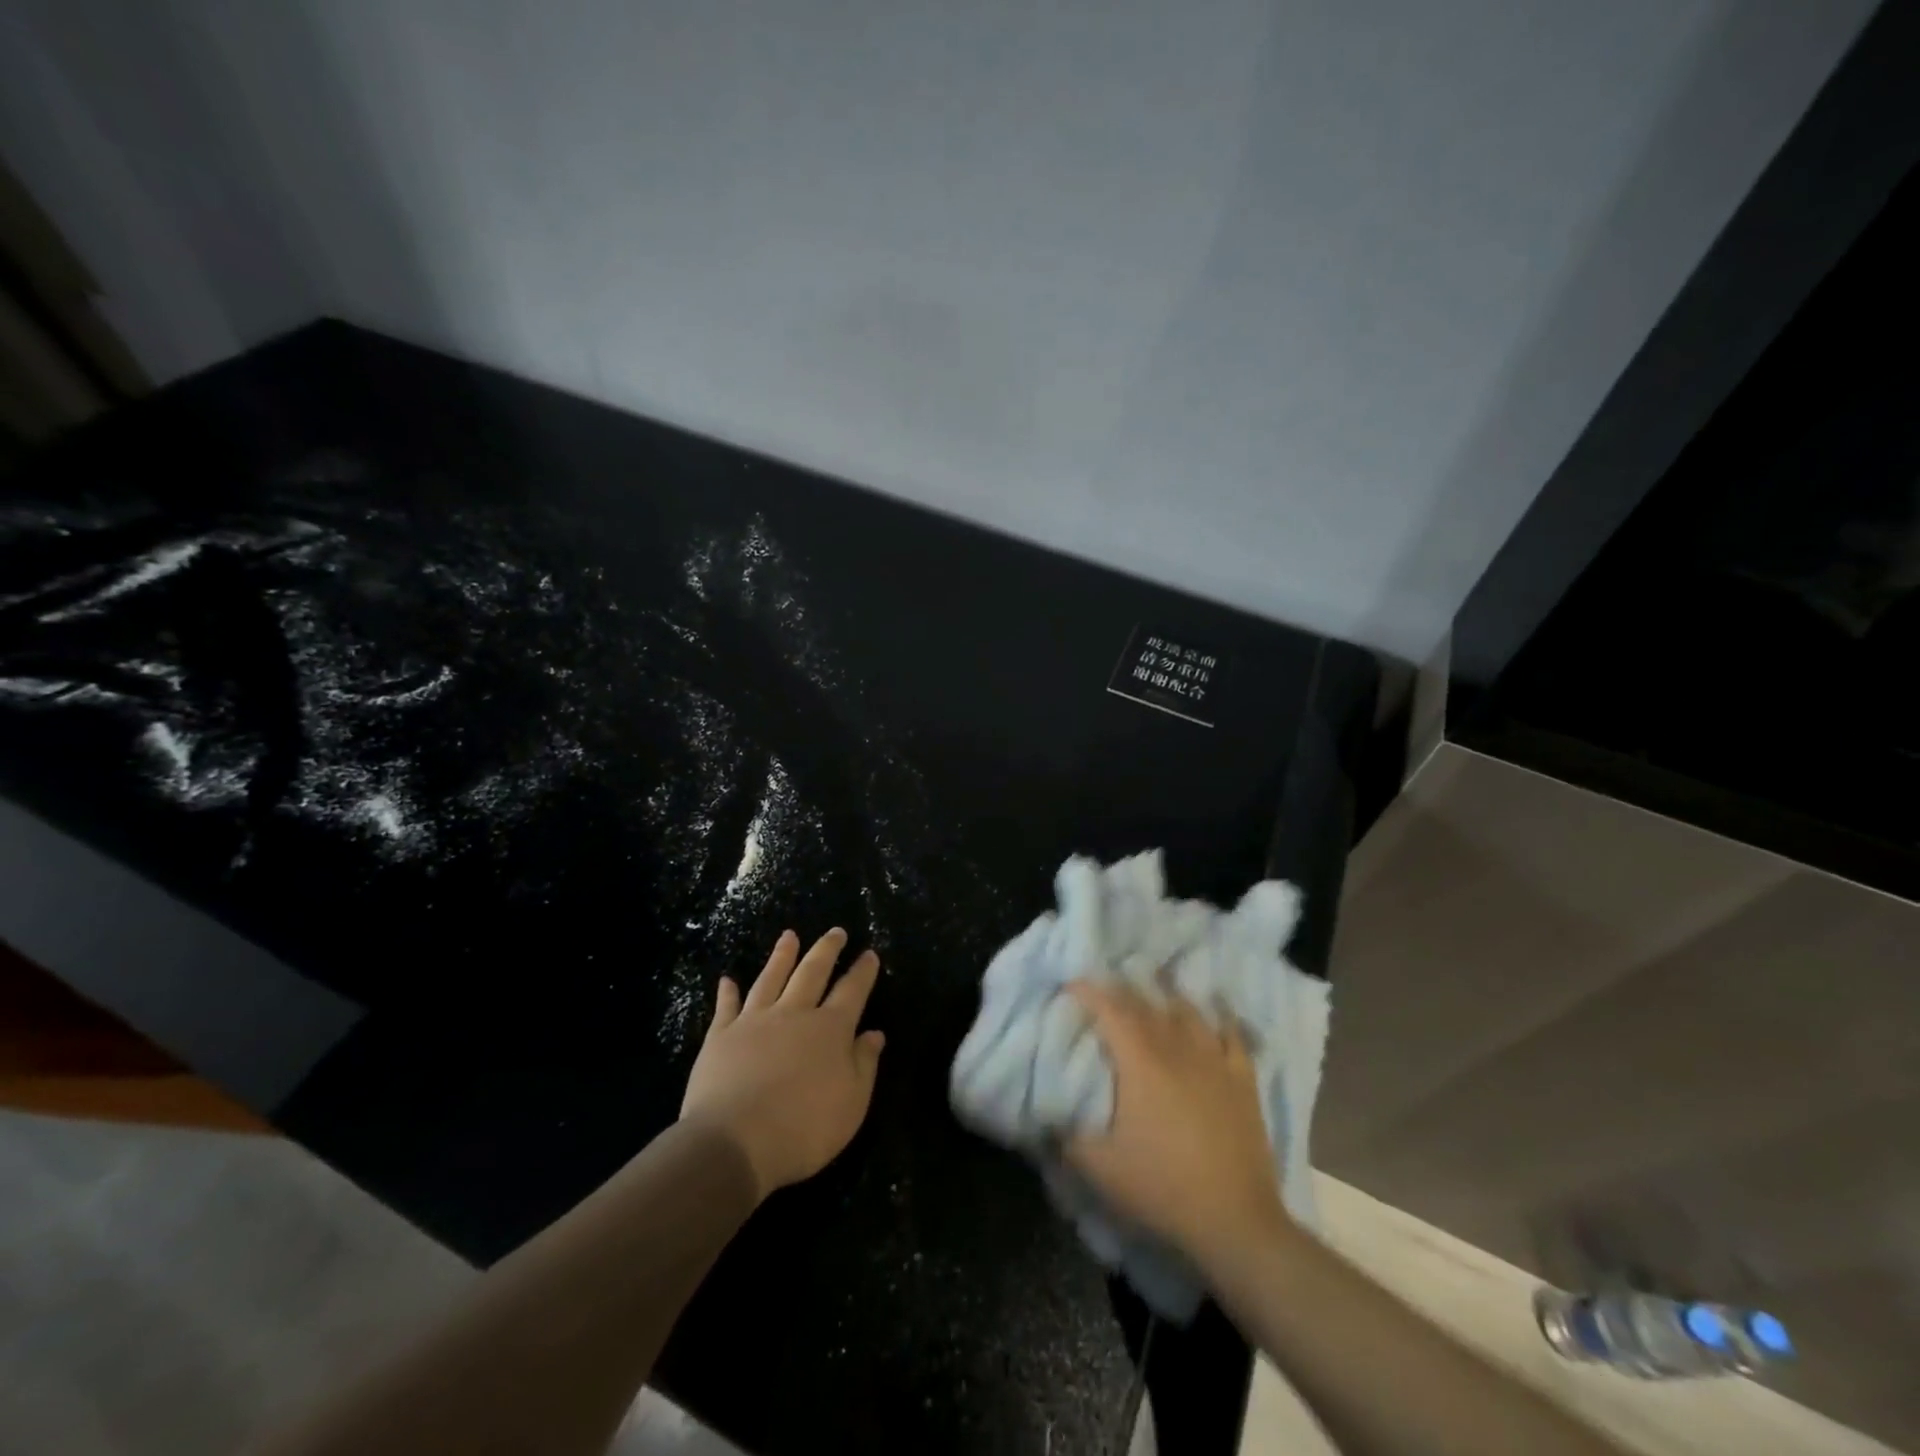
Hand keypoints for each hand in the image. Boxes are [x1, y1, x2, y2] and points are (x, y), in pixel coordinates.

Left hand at [680, 928, 884, 1201]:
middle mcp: (794, 1014)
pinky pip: (726, 1006)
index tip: (870, 953)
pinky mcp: (721, 1036)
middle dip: (827, 950)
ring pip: (771, 978)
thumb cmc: (803, 1129)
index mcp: (830, 1030)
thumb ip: (864, 1064)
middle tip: (836, 931)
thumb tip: (874, 1033)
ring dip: (782, 955)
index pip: (852, 991)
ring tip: (789, 935)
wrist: (734, 1142)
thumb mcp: (852, 1104)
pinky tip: (727, 980)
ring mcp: (755, 1021)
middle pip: (813, 972)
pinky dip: (727, 992)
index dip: (863, 971)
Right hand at [1065, 982, 1288, 1268]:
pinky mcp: (1242, 1079)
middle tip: (1103, 985)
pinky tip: (1214, 1008)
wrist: (1235, 1221)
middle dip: (1120, 990)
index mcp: (1140, 1062)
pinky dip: (1220, 1016)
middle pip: (1145, 1005)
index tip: (1070, 985)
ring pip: (1187, 1012)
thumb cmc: (1163, 1188)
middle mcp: (1176, 1048)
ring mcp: (1214, 1061)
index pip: (1110, 1010)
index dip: (1088, 992)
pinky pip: (1232, 1034)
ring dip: (1165, 995)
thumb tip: (1045, 1118)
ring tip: (1153, 986)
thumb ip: (1067, 1138)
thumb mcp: (1100, 1169)